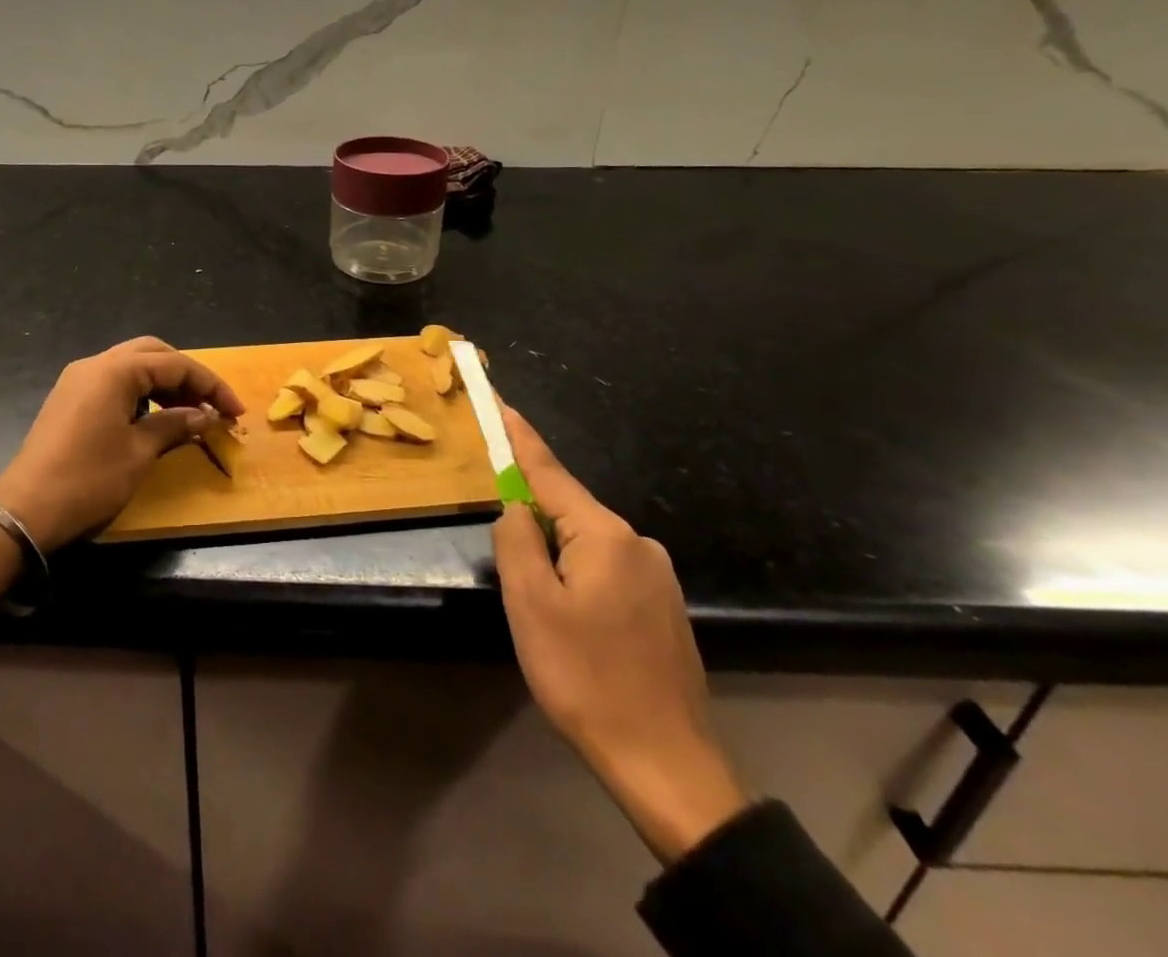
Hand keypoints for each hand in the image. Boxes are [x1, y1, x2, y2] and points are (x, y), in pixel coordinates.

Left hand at [0, 336, 244, 552]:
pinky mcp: (69, 398)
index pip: (175, 364)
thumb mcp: (139, 454)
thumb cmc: (88, 480)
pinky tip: (153, 418)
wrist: (25, 511)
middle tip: (211, 405)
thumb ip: (174, 426)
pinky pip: (114, 382)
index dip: (210, 385)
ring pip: (132, 366)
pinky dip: (140, 393)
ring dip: (163, 383)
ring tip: (188, 413)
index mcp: (115, 371)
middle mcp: (95, 364)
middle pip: (153, 354)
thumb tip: (204, 415)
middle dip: (187, 375)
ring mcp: (78, 380)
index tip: (235, 411)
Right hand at [491, 405, 747, 863]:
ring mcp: (657, 576)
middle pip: (568, 509)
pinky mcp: (664, 607)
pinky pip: (607, 568)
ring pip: (586, 542)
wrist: (666, 766)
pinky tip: (571, 618)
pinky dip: (577, 574)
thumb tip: (514, 507)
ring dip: (554, 553)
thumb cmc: (586, 677)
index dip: (520, 437)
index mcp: (605, 535)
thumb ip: (516, 540)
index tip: (501, 402)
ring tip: (537, 602)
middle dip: (531, 515)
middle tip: (504, 550)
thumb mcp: (530, 605)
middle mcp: (638, 543)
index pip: (550, 472)